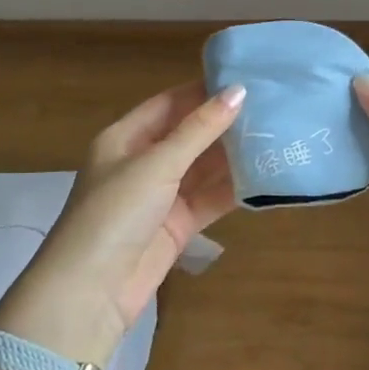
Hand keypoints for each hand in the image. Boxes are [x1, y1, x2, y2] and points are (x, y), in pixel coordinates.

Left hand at [0, 81, 244, 362]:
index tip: (245, 79)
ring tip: (277, 136)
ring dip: (234, 156)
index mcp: (125, 138)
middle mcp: (143, 162)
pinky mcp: (177, 226)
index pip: (169, 104)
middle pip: (189, 135)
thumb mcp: (157, 163)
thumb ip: (199, 129)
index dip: (203, 91)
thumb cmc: (116, 212)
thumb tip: (238, 91)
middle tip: (271, 107)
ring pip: (203, 168)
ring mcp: (161, 196)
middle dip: (224, 124)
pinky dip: (234, 189)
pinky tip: (266, 175)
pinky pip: (210, 199)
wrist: (91, 290)